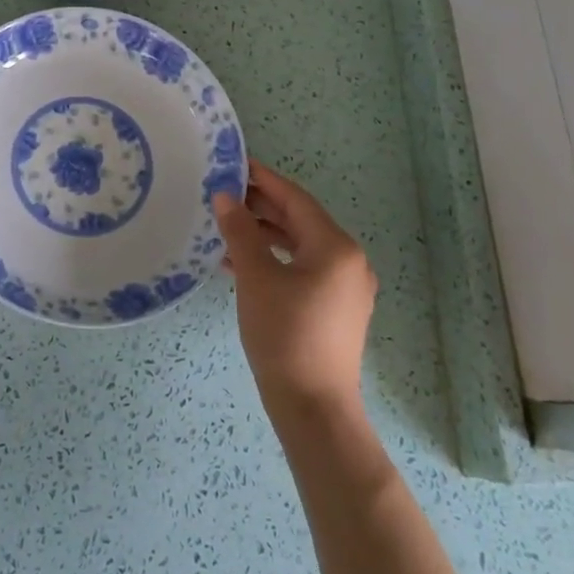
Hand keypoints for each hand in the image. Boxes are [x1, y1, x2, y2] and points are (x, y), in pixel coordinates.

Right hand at [213, 159, 377, 420]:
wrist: (313, 408)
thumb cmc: (284, 334)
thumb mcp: (256, 277)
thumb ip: (240, 232)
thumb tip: (225, 197)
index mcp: (336, 247)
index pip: (296, 199)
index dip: (264, 180)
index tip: (235, 164)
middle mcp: (348, 262)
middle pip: (300, 221)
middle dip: (262, 207)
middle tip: (224, 193)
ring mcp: (345, 289)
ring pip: (300, 247)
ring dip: (264, 235)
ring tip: (226, 226)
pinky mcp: (336, 310)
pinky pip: (303, 270)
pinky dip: (274, 261)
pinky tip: (239, 265)